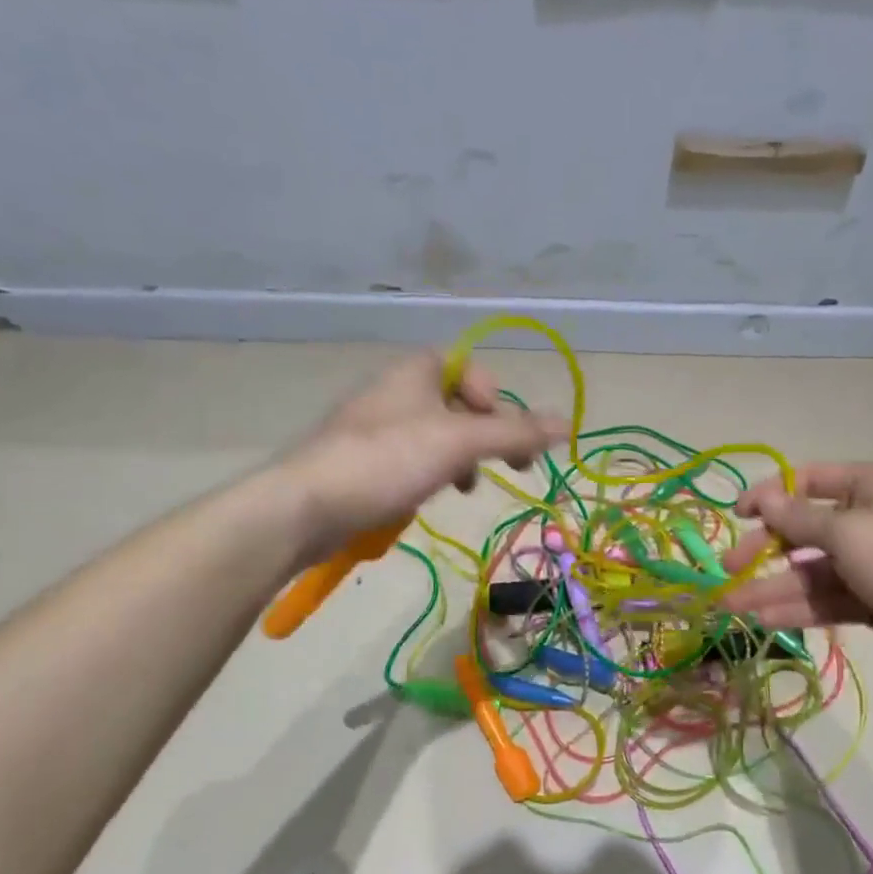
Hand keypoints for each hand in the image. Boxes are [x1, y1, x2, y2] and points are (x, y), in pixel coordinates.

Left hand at [279, 351, 563, 562]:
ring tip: (464, 488)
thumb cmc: (387, 460)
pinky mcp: (361, 462)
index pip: (466, 367)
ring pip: (434, 434)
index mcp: (414, 371)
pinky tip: (428, 497)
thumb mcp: (459, 442)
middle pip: (455, 403)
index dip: (492, 395)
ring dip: (459, 458)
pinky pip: (410, 458)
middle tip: (503, 464)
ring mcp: (374, 427)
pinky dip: (430, 473)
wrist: (305, 506)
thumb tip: (568, 423)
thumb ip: (514, 433)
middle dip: (483, 433)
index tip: (502, 431)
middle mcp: (394, 391)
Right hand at [719, 463, 872, 679]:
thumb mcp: (848, 531)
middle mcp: (864, 519)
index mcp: (865, 487)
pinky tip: (765, 620)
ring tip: (733, 606)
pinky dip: (798, 608)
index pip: (805, 481)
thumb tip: (764, 500)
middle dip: (763, 551)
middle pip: (801, 531)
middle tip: (727, 570)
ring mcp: (868, 563)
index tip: (738, 515)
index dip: (769, 496)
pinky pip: (826, 599)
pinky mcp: (871, 600)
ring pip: (809, 572)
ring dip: (773, 588)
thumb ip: (799, 519)